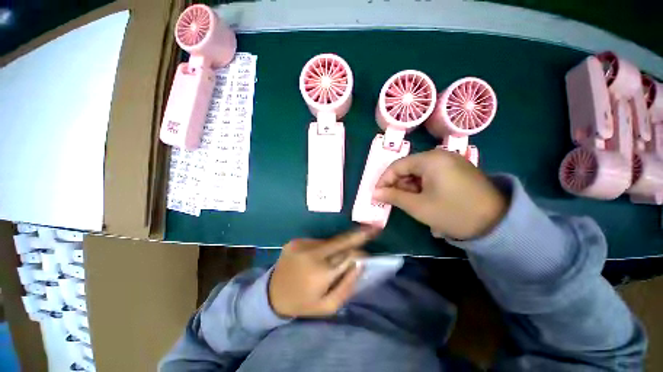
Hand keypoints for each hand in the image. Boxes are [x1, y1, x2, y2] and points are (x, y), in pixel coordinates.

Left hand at [269, 227, 377, 317]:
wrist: (272, 294)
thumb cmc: (303, 303)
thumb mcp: (328, 306)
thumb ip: (347, 285)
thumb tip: (360, 264)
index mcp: (321, 273)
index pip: (349, 256)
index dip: (360, 253)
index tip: (369, 252)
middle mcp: (311, 253)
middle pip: (340, 241)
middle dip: (357, 235)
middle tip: (372, 229)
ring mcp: (302, 244)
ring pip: (329, 241)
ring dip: (337, 246)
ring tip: (334, 257)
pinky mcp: (296, 240)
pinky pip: (317, 241)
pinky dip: (324, 247)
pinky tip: (318, 257)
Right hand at [374, 150, 506, 239]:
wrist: (497, 224)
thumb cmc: (452, 213)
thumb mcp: (418, 206)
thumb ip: (393, 197)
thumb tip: (374, 193)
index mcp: (431, 159)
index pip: (397, 165)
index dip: (384, 180)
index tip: (377, 194)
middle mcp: (440, 155)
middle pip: (408, 167)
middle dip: (398, 184)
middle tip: (393, 200)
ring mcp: (451, 161)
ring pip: (419, 171)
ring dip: (410, 186)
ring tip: (409, 202)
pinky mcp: (457, 169)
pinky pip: (431, 174)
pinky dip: (422, 185)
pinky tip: (423, 198)